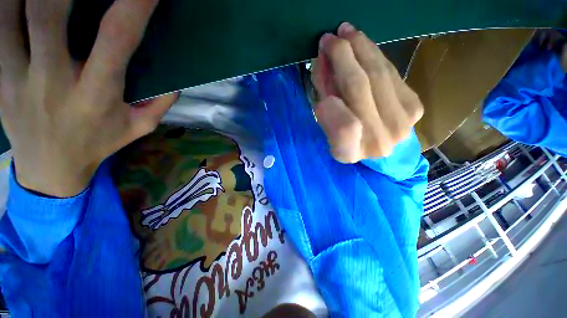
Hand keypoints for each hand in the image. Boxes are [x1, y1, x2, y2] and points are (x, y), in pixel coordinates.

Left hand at [0, 0, 176, 196]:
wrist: (49, 168)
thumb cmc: (98, 145)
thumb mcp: (138, 129)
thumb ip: (159, 105)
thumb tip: (175, 83)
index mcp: (97, 93)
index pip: (116, 39)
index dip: (132, 6)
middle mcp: (54, 79)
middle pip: (49, 13)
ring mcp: (19, 76)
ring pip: (16, 14)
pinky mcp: (0, 76)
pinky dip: (6, 5)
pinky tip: (17, 0)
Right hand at [312, 22, 423, 162]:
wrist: (379, 149)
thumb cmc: (346, 142)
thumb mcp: (327, 133)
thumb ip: (323, 106)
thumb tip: (323, 73)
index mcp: (349, 152)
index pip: (344, 128)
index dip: (331, 102)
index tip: (319, 72)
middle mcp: (378, 141)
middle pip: (359, 88)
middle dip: (342, 56)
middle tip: (329, 38)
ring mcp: (401, 122)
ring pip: (378, 74)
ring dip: (360, 47)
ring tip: (346, 32)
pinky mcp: (415, 106)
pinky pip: (391, 72)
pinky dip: (374, 55)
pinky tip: (363, 45)